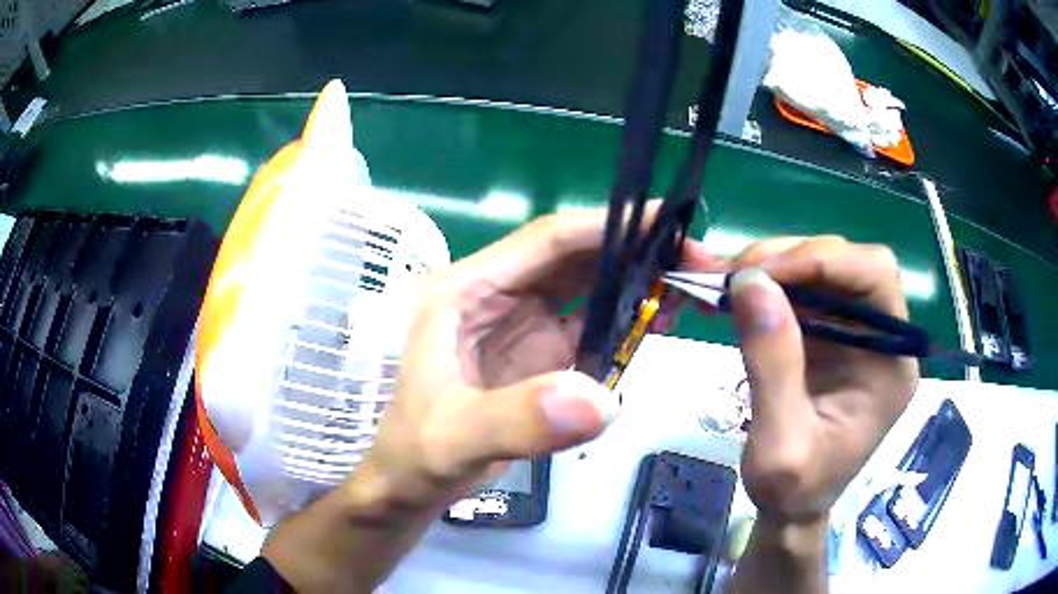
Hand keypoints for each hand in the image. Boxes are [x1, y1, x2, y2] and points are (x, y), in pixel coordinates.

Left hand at [364, 207, 712, 512]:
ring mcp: (520, 324)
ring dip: (635, 283)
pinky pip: (590, 327)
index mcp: (466, 290)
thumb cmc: (418, 452)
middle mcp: (496, 295)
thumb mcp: (455, 438)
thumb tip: (602, 399)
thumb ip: (519, 421)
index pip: (546, 241)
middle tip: (694, 260)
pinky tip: (657, 323)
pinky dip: (625, 322)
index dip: (607, 227)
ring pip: (587, 288)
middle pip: (575, 259)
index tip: (667, 222)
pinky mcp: (538, 354)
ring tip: (688, 288)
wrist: (413, 482)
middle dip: (635, 252)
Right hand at [728, 236, 917, 521]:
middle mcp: (882, 338)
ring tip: (726, 283)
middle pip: (848, 264)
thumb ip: (772, 367)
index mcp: (892, 364)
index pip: (875, 277)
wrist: (791, 508)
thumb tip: (750, 282)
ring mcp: (856, 332)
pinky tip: (737, 295)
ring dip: (773, 267)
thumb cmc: (794, 490)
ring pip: (822, 269)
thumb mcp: (779, 445)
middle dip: (791, 259)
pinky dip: (767, 284)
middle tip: (734, 276)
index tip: (761, 273)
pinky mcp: (830, 333)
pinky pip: (802, 290)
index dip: (823, 261)